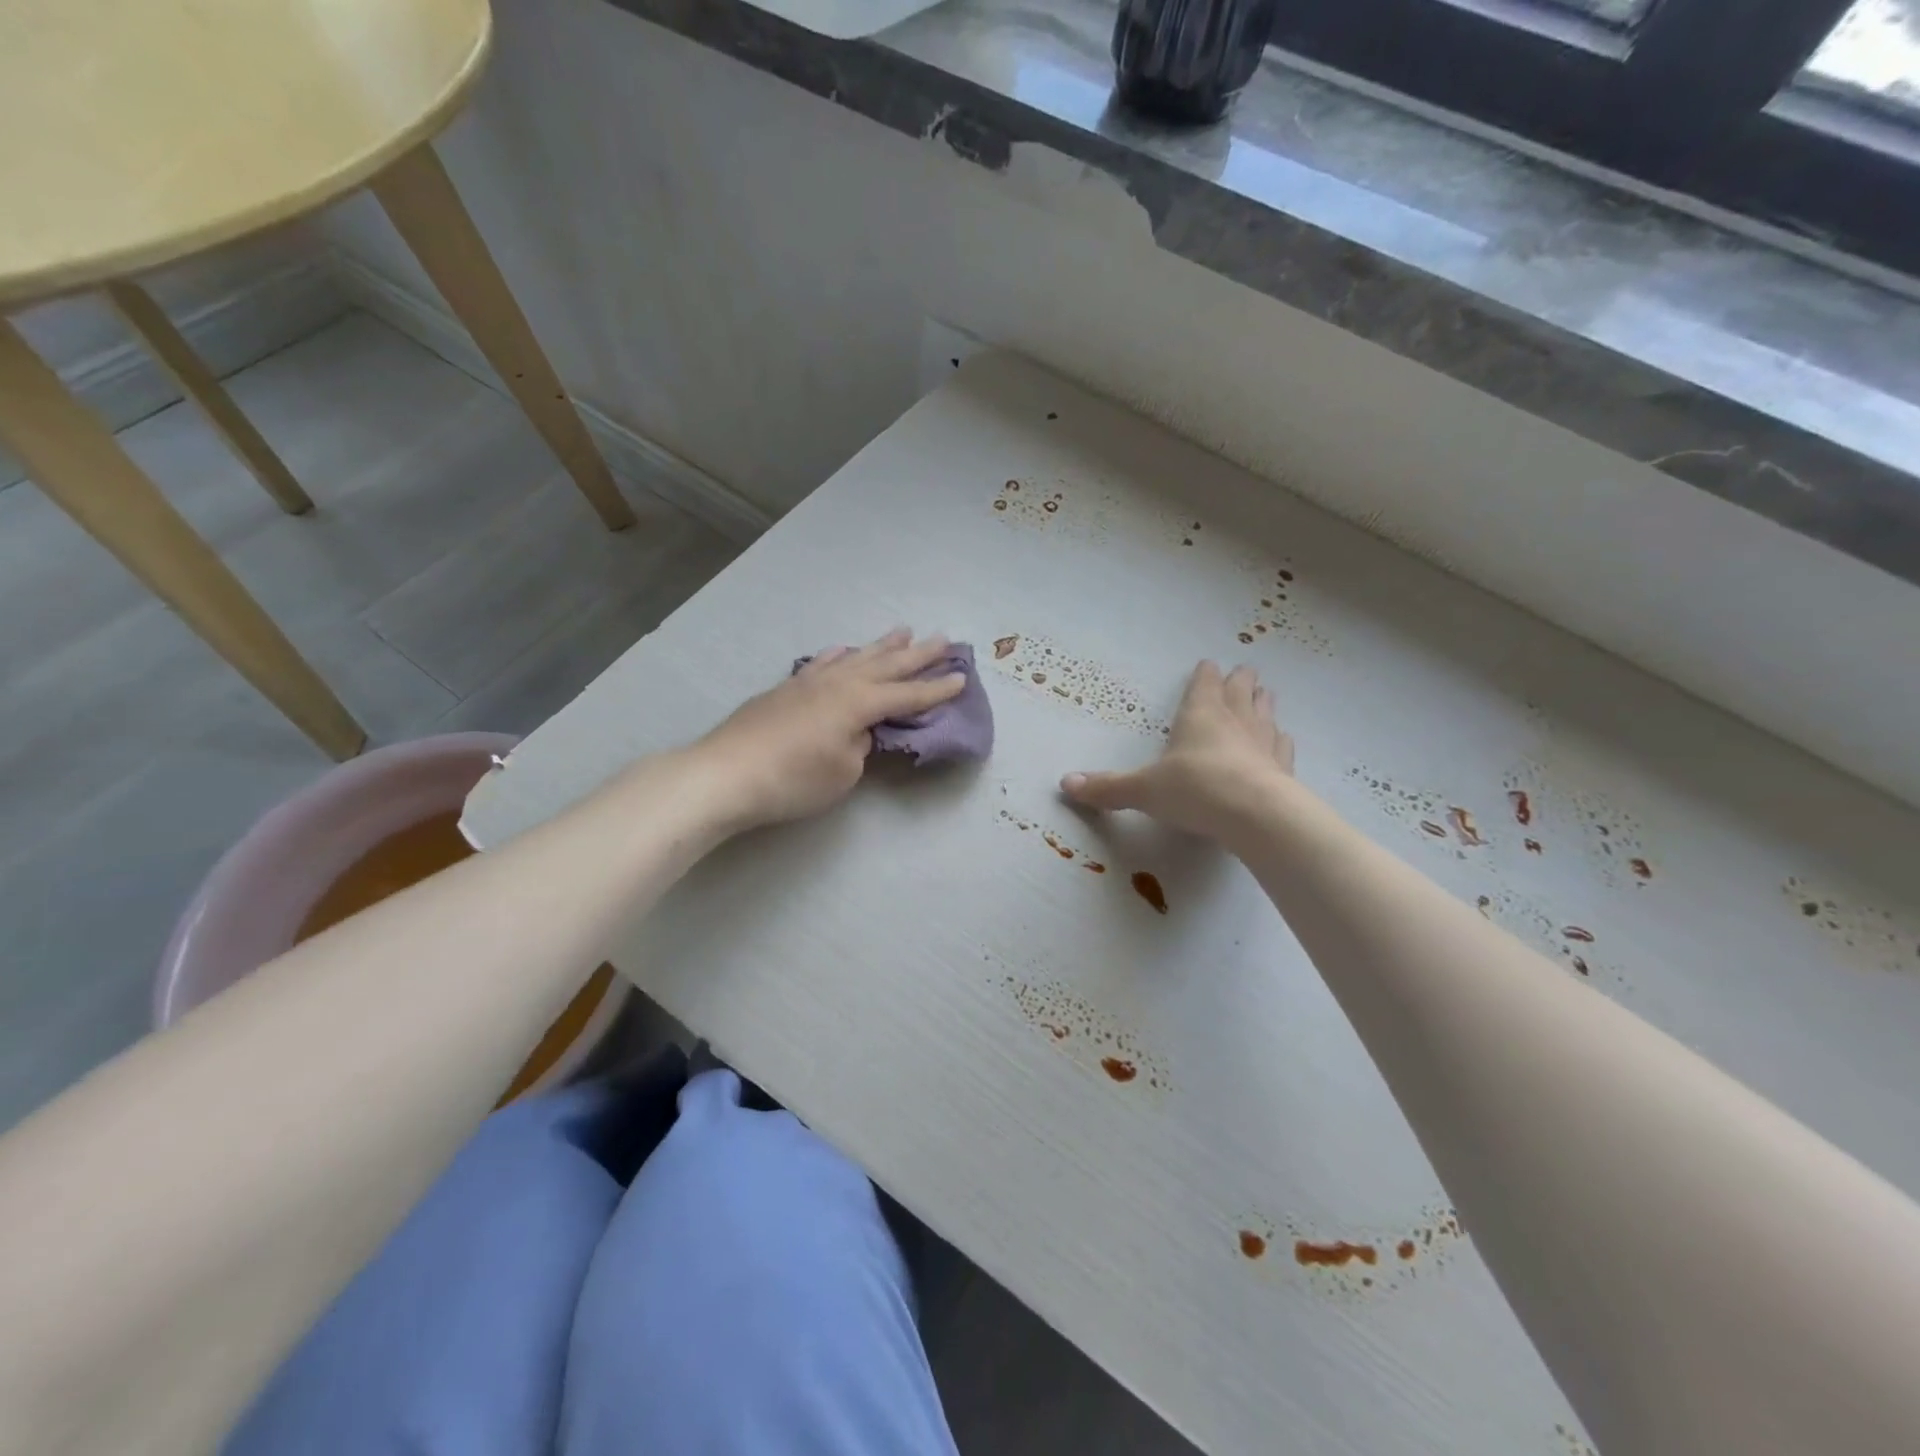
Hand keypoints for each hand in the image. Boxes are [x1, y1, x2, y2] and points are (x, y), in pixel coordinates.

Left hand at [692, 629, 965, 831]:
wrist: (725, 773)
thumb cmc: (792, 779)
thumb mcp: (843, 771)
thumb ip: (860, 745)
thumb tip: (859, 729)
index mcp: (858, 703)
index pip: (907, 695)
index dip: (936, 689)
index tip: (962, 677)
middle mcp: (838, 683)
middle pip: (886, 665)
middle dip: (918, 654)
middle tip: (944, 639)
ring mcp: (809, 682)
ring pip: (855, 657)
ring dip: (881, 646)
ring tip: (903, 631)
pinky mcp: (785, 689)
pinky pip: (822, 663)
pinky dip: (838, 655)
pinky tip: (842, 650)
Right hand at [1061, 661, 1293, 844]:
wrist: (1254, 814)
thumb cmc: (1194, 789)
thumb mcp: (1143, 790)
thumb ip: (1107, 787)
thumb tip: (1064, 783)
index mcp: (1199, 714)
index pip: (1204, 684)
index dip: (1205, 675)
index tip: (1208, 664)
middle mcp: (1234, 720)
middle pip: (1240, 691)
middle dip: (1240, 681)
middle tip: (1244, 671)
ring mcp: (1263, 742)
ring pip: (1265, 712)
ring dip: (1263, 702)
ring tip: (1265, 693)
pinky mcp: (1283, 768)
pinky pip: (1283, 746)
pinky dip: (1280, 739)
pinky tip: (1283, 739)